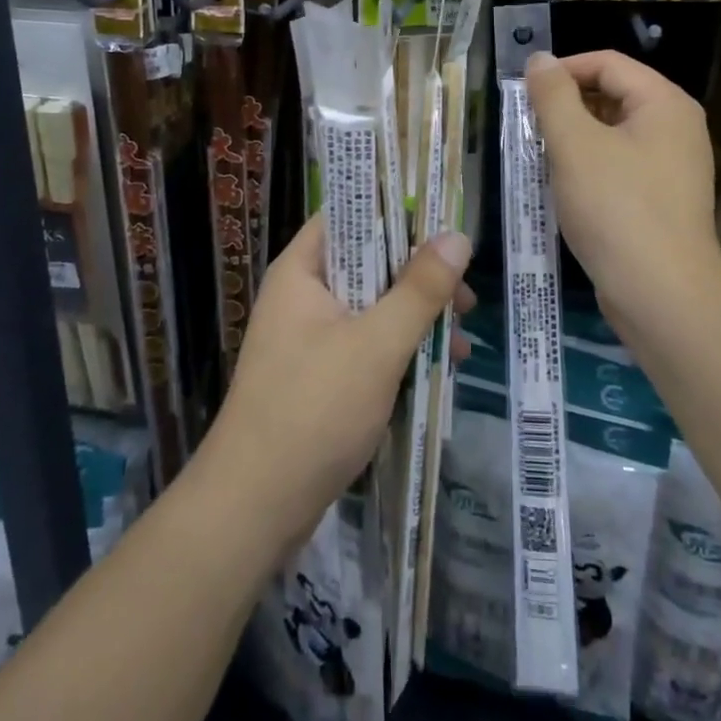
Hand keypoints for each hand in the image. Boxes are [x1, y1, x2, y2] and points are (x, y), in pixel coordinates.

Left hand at [199, 215, 473, 552]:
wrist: (254, 509)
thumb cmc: (313, 410)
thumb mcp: (377, 344)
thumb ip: (419, 289)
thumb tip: (457, 236)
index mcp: (302, 272)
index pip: (349, 215)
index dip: (395, 211)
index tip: (443, 222)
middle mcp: (302, 296)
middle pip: (368, 264)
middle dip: (419, 277)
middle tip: (466, 296)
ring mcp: (309, 339)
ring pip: (372, 308)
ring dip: (416, 318)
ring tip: (464, 339)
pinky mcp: (319, 377)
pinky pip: (366, 345)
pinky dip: (400, 350)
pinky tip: (439, 370)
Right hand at [526, 49, 720, 338]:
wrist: (662, 295)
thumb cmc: (616, 209)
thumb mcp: (575, 145)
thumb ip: (553, 96)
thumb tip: (539, 60)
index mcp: (664, 103)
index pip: (607, 63)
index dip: (562, 70)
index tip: (523, 93)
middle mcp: (676, 127)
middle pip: (613, 94)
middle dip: (566, 105)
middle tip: (526, 127)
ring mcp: (673, 165)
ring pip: (613, 132)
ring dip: (574, 138)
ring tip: (538, 156)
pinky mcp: (663, 198)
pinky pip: (620, 164)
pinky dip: (590, 166)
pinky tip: (563, 186)